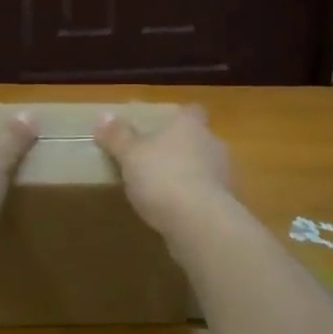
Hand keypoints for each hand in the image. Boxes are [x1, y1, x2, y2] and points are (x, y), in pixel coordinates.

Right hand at [94, 106, 232, 230]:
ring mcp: (225, 174)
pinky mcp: (228, 204)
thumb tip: (104, 116)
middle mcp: (213, 143)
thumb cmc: (162, 177)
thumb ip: (118, 136)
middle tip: (158, 162)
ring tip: (167, 192)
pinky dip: (197, 201)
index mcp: (190, 125)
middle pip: (200, 140)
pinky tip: (180, 214)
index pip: (192, 111)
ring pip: (207, 168)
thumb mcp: (130, 155)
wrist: (200, 222)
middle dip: (183, 149)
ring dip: (192, 176)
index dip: (180, 118)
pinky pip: (210, 196)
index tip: (164, 127)